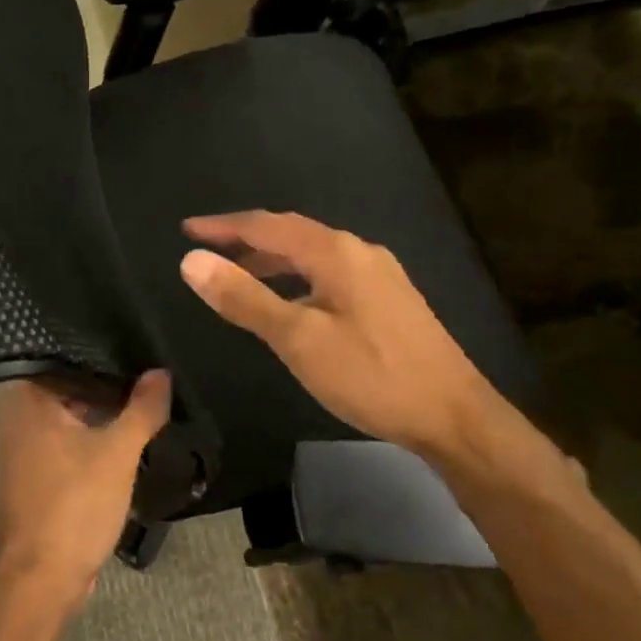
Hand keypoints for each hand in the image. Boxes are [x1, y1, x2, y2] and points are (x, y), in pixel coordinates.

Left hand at [0, 371, 171, 608]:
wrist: (39, 580)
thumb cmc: (74, 505)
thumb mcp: (118, 452)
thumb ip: (142, 409)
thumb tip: (161, 372)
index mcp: (28, 399)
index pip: (68, 358)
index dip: (105, 355)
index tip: (138, 350)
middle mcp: (17, 416)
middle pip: (70, 387)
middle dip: (108, 387)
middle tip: (149, 377)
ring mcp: (21, 448)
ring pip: (70, 417)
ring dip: (101, 415)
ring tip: (144, 404)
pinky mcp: (32, 475)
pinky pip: (66, 443)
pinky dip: (91, 440)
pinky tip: (123, 440)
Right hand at [178, 211, 492, 460]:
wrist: (453, 415)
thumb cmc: (371, 375)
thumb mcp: (298, 339)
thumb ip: (244, 298)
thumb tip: (192, 261)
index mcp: (335, 252)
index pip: (266, 225)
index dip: (223, 227)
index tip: (187, 230)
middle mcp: (358, 251)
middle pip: (290, 234)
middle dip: (245, 240)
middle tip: (206, 251)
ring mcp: (379, 275)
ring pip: (311, 256)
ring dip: (271, 260)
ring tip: (237, 275)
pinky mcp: (388, 299)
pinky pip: (328, 273)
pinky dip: (296, 278)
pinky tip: (289, 303)